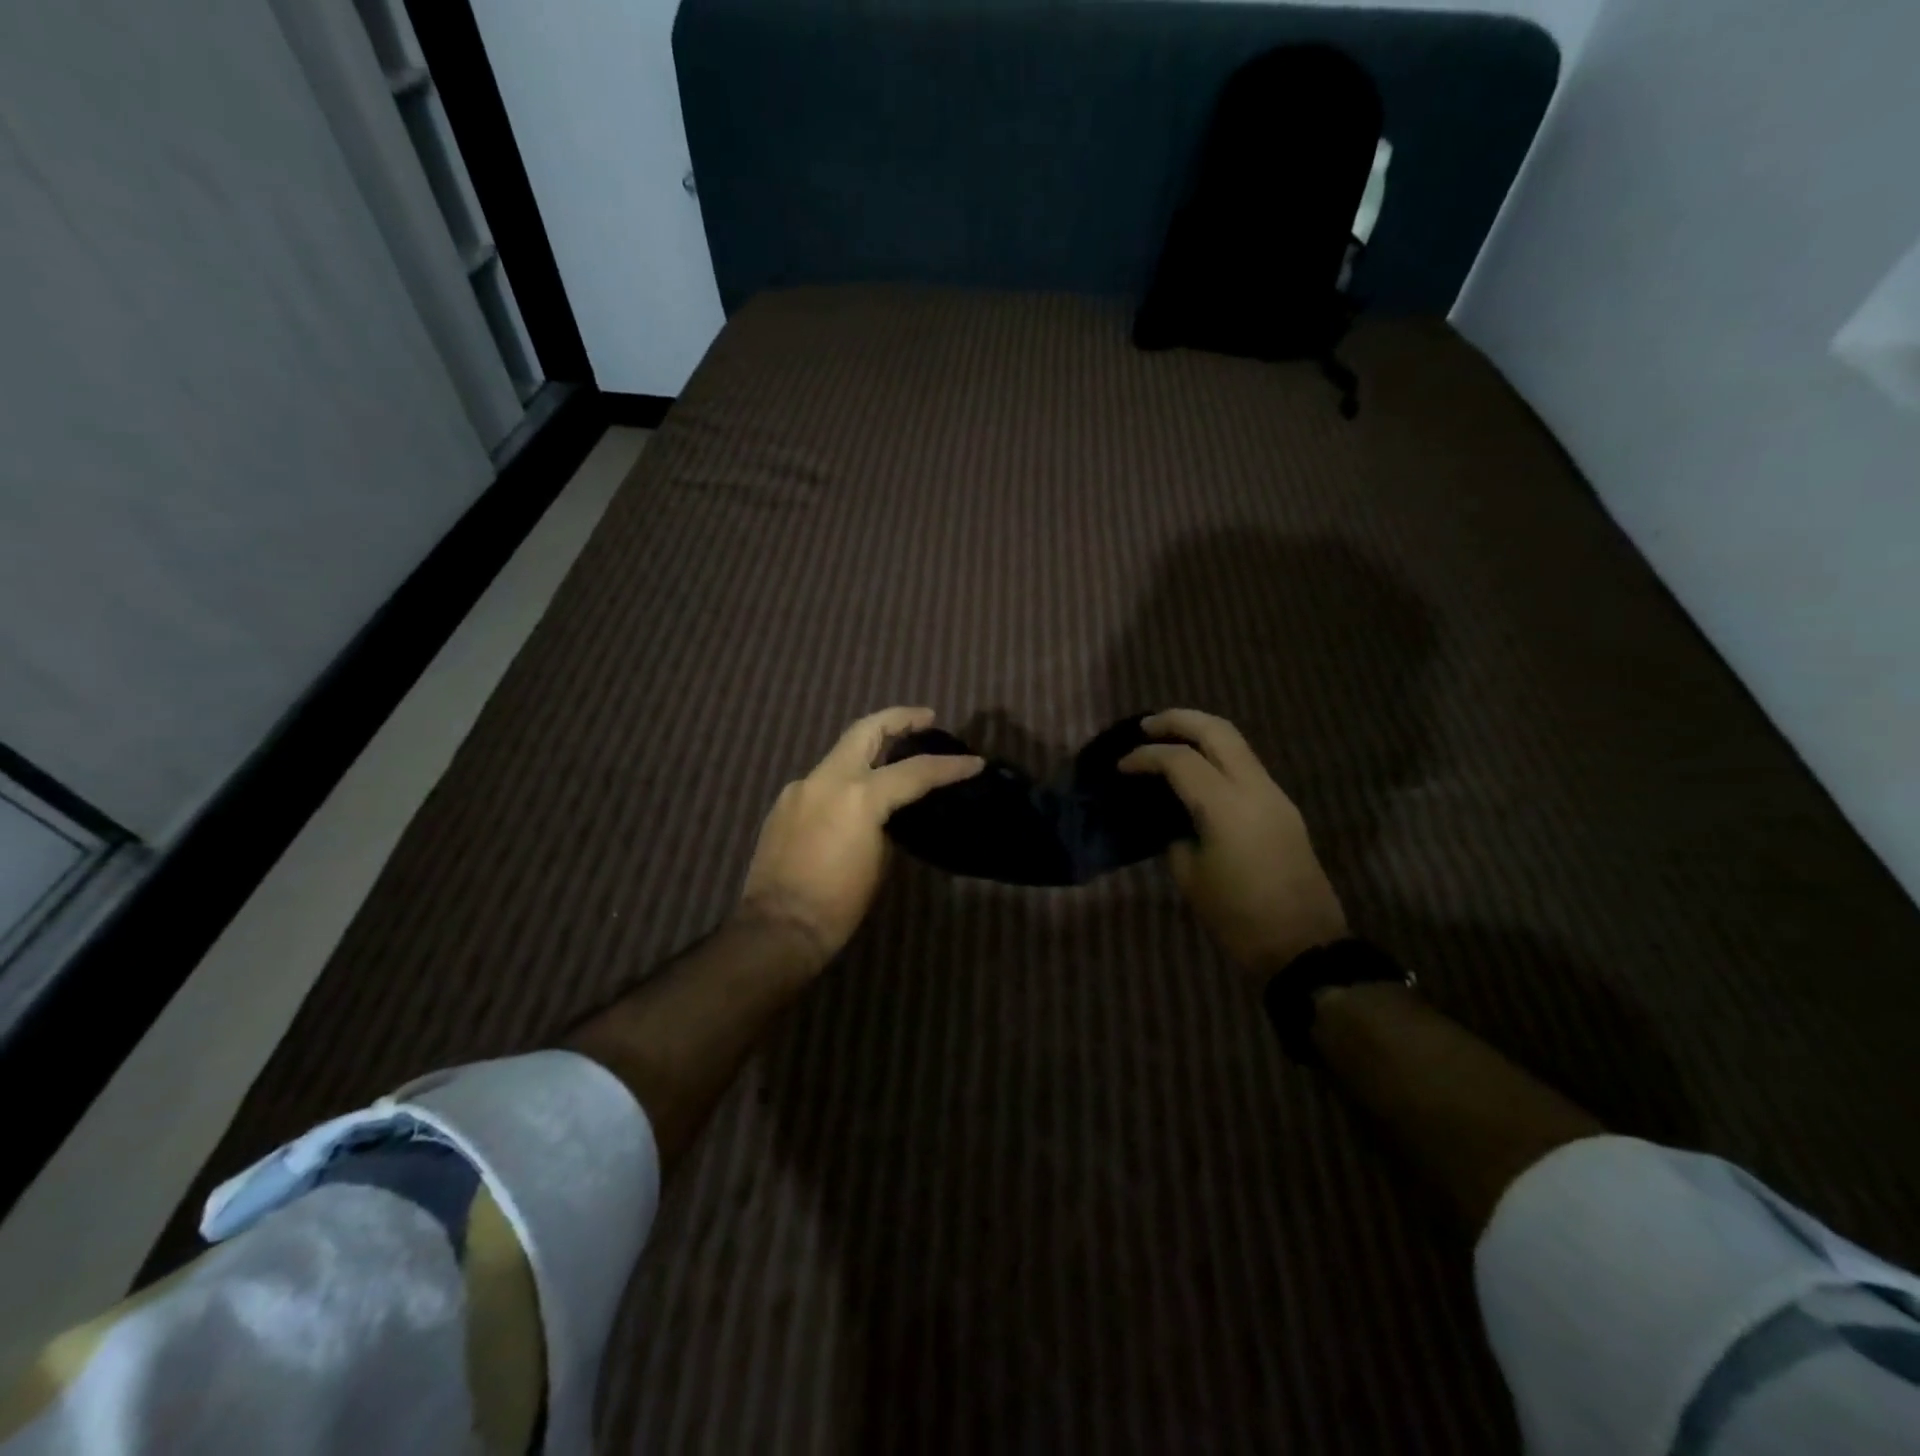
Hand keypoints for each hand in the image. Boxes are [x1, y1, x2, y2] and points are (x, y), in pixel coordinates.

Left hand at [738, 707, 982, 966]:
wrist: (778, 927)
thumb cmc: (838, 904)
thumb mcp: (879, 860)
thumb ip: (887, 823)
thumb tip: (889, 811)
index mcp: (858, 795)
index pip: (915, 771)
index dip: (949, 766)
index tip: (974, 762)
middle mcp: (827, 779)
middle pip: (866, 730)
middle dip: (899, 719)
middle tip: (926, 718)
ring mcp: (801, 787)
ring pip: (841, 752)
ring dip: (871, 747)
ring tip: (895, 753)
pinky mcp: (785, 803)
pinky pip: (823, 779)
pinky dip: (847, 776)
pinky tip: (857, 794)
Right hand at [1121, 709, 1347, 977]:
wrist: (1304, 947)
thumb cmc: (1238, 917)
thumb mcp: (1190, 876)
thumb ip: (1175, 835)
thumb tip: (1173, 817)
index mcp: (1226, 807)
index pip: (1180, 761)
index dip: (1146, 756)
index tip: (1121, 766)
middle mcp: (1254, 788)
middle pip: (1217, 731)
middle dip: (1179, 720)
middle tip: (1146, 726)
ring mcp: (1275, 795)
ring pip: (1237, 742)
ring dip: (1201, 732)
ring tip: (1168, 739)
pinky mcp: (1283, 807)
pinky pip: (1246, 764)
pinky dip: (1218, 754)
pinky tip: (1197, 768)